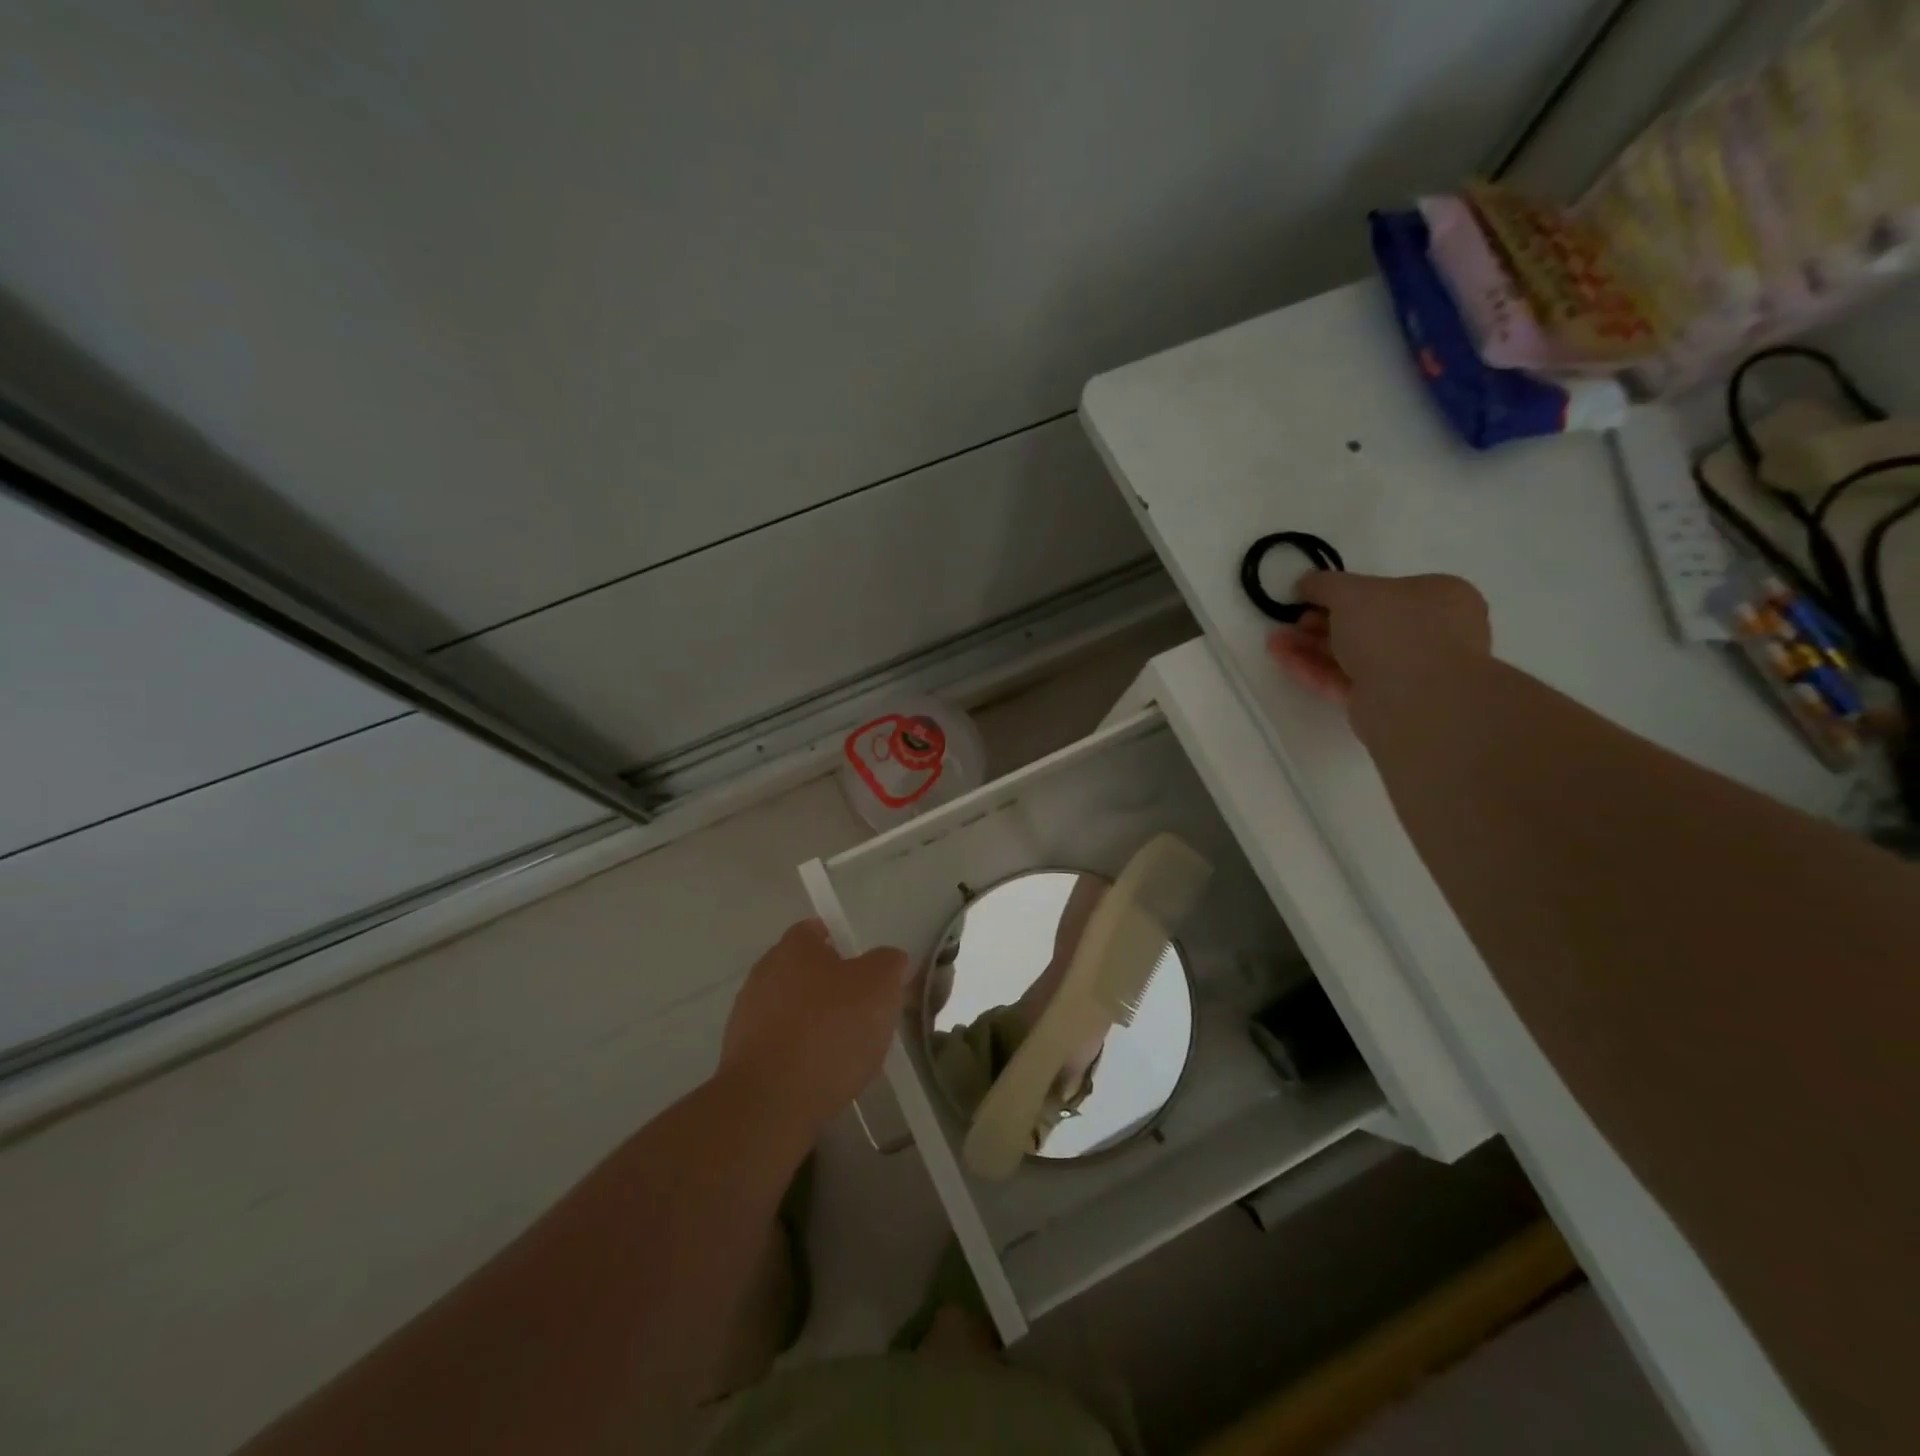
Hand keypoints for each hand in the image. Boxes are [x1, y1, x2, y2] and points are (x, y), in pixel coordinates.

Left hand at [720, 920, 910, 1134]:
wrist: (769, 1103)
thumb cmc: (829, 1031)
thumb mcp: (880, 986)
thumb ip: (888, 963)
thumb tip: (888, 960)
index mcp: (794, 947)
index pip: (817, 929)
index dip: (843, 944)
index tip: (866, 968)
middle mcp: (764, 973)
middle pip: (804, 971)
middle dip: (832, 987)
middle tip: (864, 1010)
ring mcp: (747, 1016)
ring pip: (792, 1010)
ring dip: (815, 1023)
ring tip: (847, 1052)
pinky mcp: (741, 1058)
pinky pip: (781, 1045)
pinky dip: (800, 1054)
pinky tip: (822, 1076)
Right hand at [1265, 571, 1490, 703]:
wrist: (1416, 700)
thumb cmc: (1394, 630)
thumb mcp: (1352, 592)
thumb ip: (1324, 584)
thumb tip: (1305, 583)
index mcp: (1436, 597)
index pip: (1383, 590)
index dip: (1341, 592)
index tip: (1307, 597)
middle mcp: (1427, 632)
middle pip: (1362, 623)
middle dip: (1319, 621)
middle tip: (1289, 621)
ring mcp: (1406, 670)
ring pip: (1349, 653)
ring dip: (1309, 646)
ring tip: (1273, 642)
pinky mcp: (1382, 701)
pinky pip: (1343, 679)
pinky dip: (1313, 669)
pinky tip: (1283, 660)